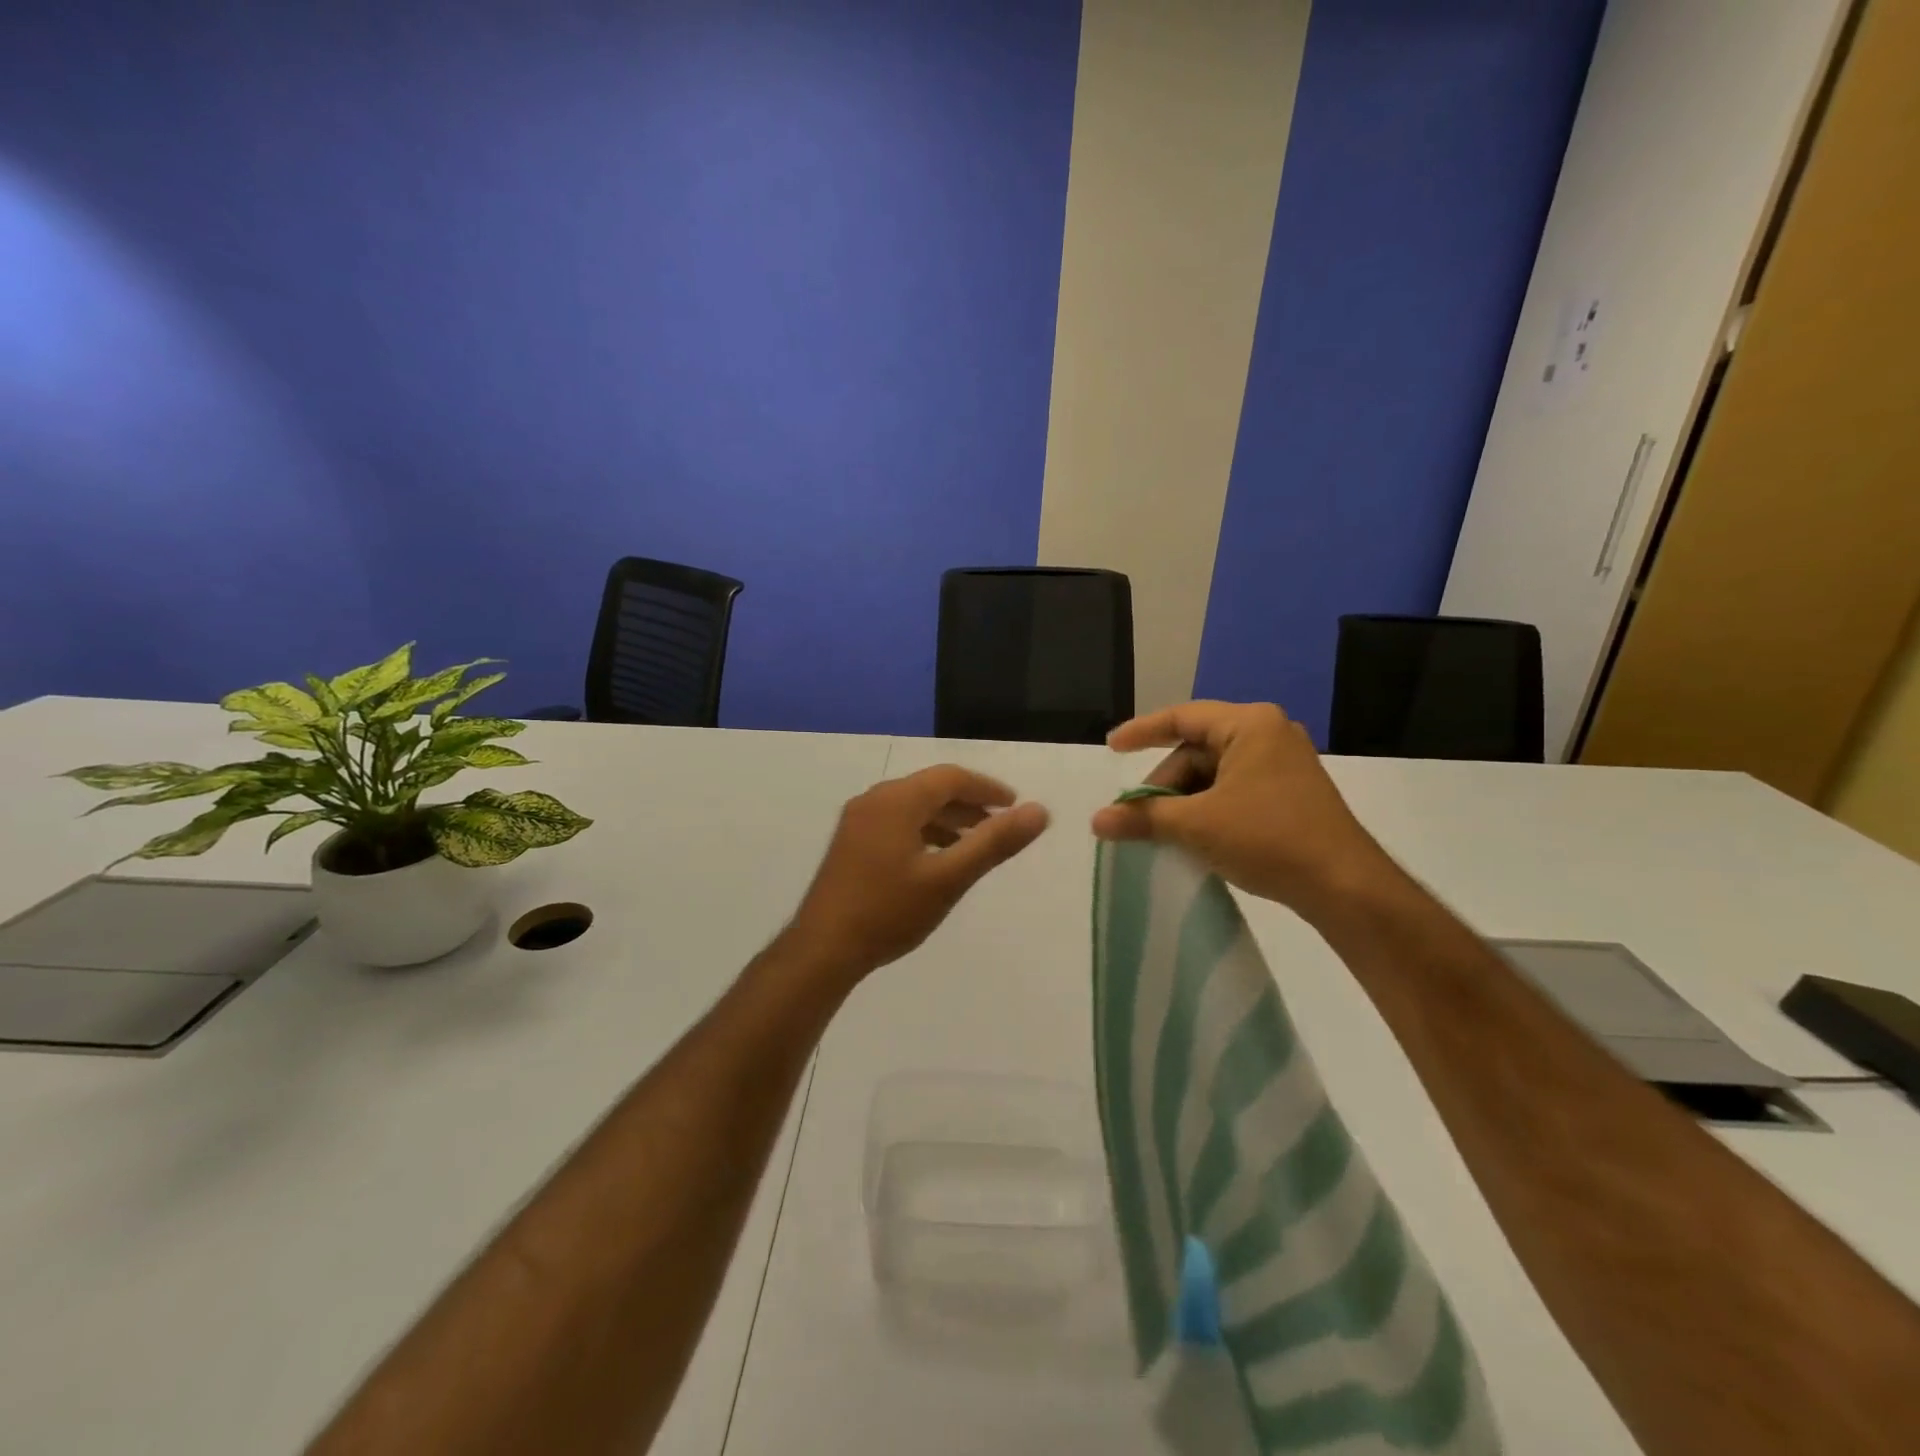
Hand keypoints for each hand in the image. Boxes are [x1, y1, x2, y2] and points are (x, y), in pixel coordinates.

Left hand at [783, 765, 1049, 982]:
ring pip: (912, 807)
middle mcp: (874, 800)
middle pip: (930, 789)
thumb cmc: (889, 911)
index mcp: (897, 800)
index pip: (951, 777)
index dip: (987, 788)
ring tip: (973, 845)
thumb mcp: (949, 878)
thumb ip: (994, 843)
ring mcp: (857, 821)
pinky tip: (936, 860)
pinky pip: (896, 823)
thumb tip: (1039, 811)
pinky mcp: (850, 843)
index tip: (1015, 806)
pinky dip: (923, 832)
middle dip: (968, 804)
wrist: (823, 950)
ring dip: (947, 820)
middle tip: (999, 825)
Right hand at [1090, 701, 1391, 914]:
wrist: (1344, 887)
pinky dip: (1207, 809)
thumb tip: (1096, 821)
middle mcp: (1269, 734)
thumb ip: (1143, 817)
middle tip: (1139, 815)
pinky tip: (1193, 837)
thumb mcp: (1196, 825)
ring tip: (1163, 832)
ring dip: (1184, 800)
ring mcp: (1283, 764)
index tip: (1111, 748)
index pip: (1181, 718)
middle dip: (1164, 782)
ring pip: (1214, 774)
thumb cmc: (1268, 838)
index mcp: (1250, 724)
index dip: (1141, 731)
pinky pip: (1234, 790)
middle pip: (1196, 749)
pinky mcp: (1290, 793)